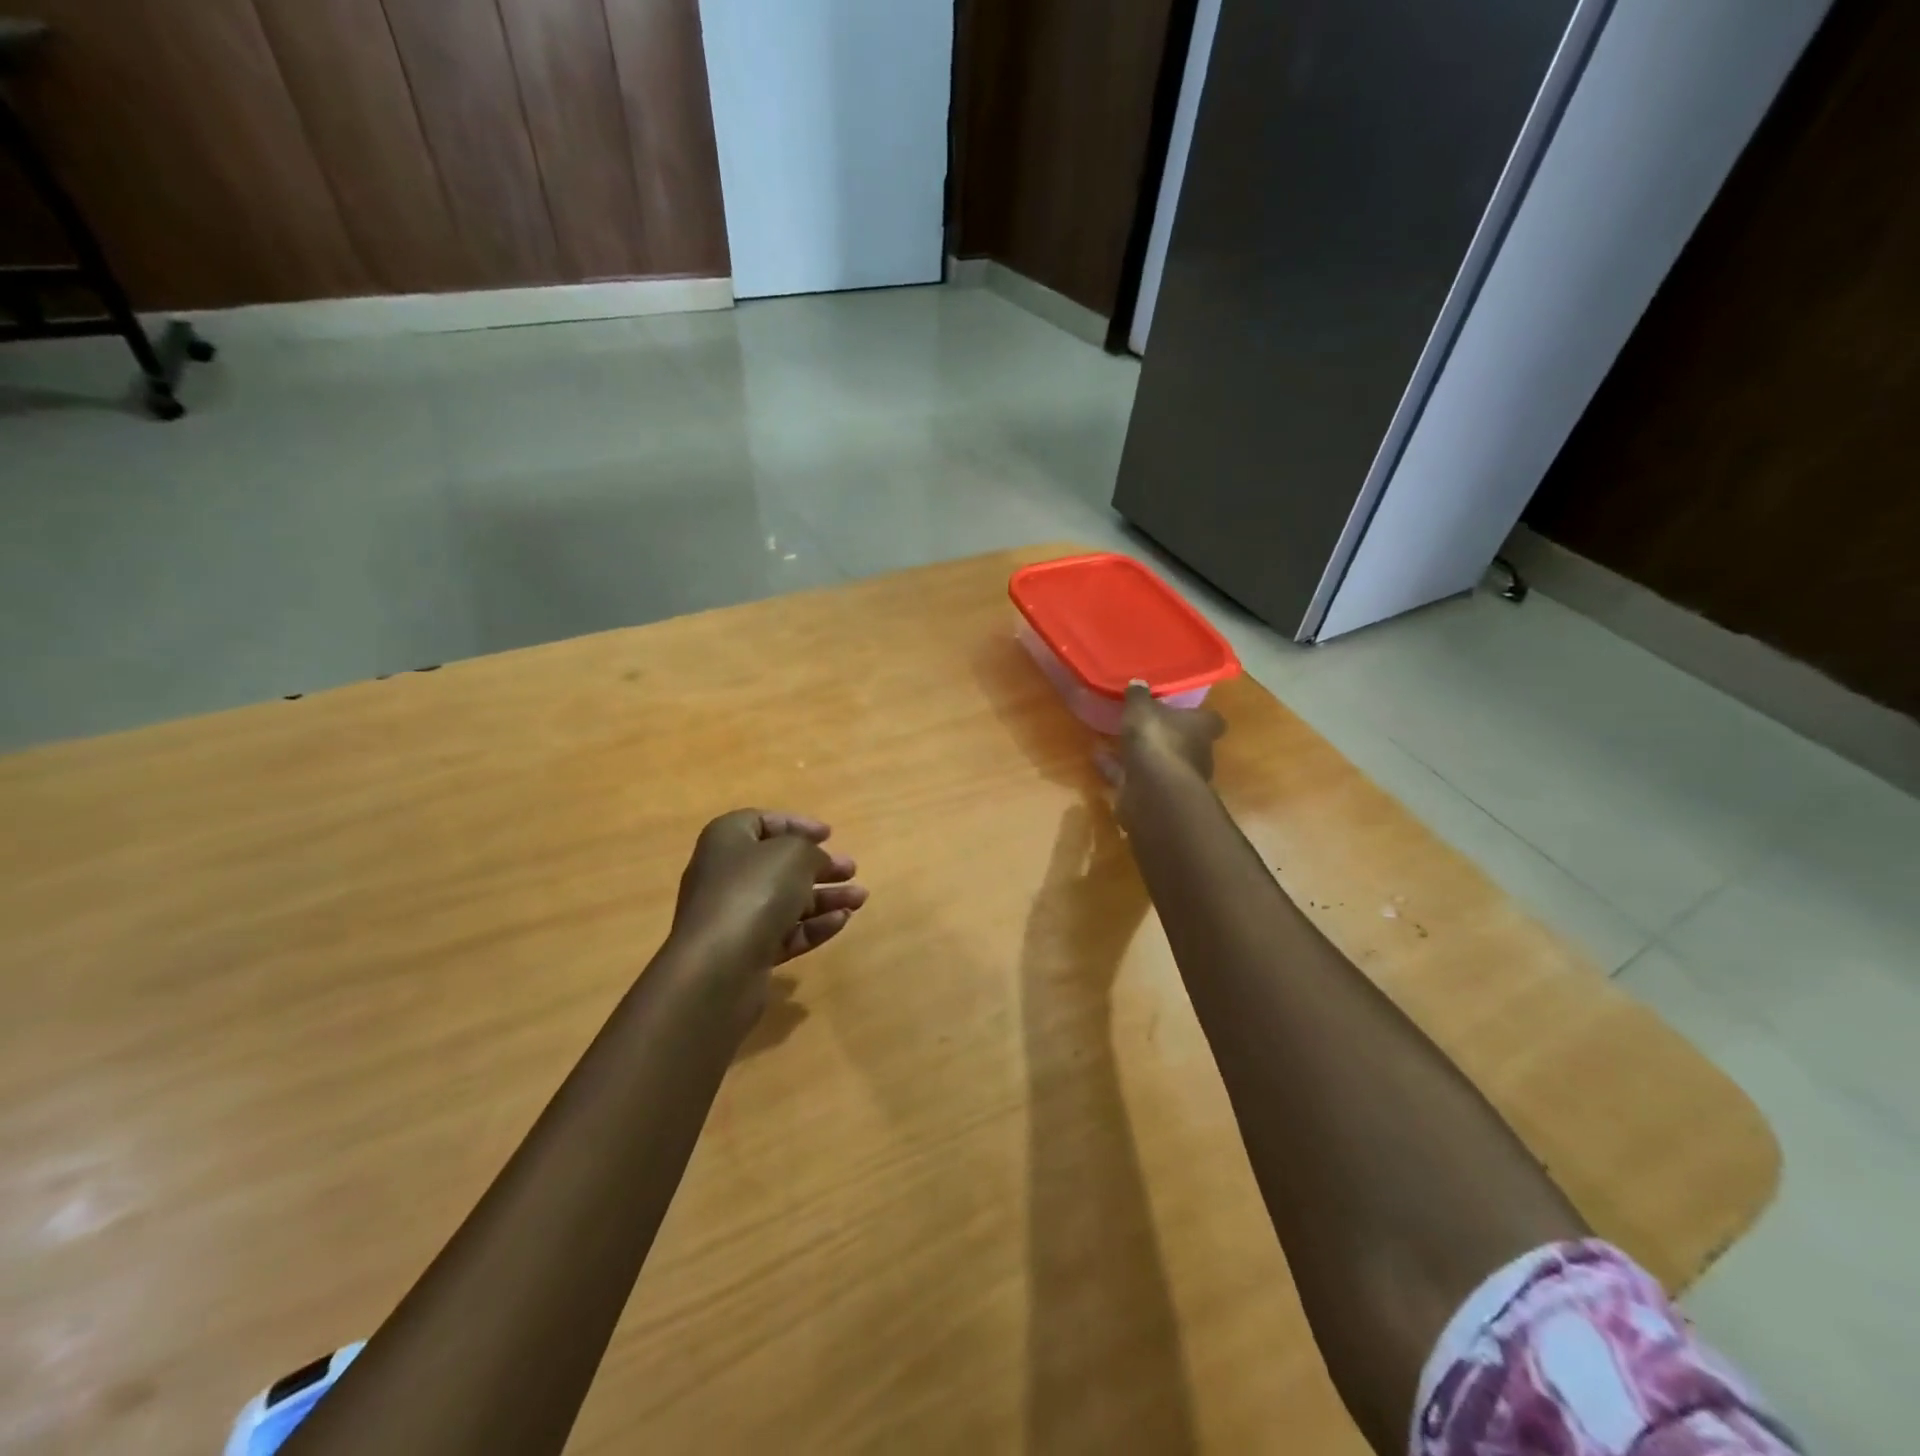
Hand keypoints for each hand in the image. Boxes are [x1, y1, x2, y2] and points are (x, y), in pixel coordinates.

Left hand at [671, 810, 867, 968]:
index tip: (829, 835)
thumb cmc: (754, 892)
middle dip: (819, 866)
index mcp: (727, 840)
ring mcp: (734, 916)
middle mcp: (725, 875)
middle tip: (851, 870)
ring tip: (860, 898)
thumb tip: (817, 864)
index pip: (763, 822)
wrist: (718, 968)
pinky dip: (813, 926)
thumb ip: (812, 852)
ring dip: (824, 897)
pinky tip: (842, 922)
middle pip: (778, 864)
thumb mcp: (794, 855)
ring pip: (786, 900)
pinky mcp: (745, 952)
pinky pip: (784, 932)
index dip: (797, 825)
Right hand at [1098, 681, 1225, 819]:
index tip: (1181, 708)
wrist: (1154, 791)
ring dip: (1139, 753)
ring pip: (1158, 762)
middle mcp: (1195, 754)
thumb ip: (1139, 696)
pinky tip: (1098, 757)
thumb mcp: (1142, 709)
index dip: (1197, 714)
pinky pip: (1133, 776)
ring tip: (1113, 739)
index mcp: (1201, 728)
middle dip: (1166, 735)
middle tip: (1143, 723)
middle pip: (1185, 742)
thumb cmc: (1157, 740)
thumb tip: (1138, 683)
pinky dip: (1117, 768)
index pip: (1210, 719)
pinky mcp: (1154, 796)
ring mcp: (1176, 778)